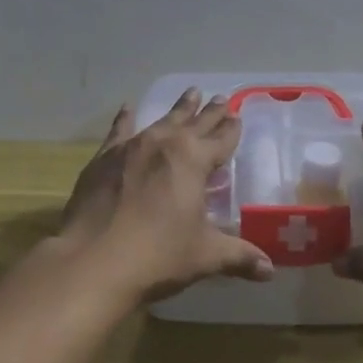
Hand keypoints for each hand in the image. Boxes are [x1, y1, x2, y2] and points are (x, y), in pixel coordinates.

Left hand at [57, 90, 274, 303]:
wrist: (92, 261)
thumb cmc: (157, 256)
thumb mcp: (204, 256)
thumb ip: (239, 257)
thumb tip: (270, 270)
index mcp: (194, 160)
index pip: (221, 140)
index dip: (231, 130)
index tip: (237, 116)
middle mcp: (165, 144)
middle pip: (194, 123)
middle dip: (209, 113)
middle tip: (220, 98)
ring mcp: (131, 148)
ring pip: (162, 121)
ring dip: (178, 110)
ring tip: (190, 93)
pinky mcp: (103, 159)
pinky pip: (119, 131)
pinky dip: (125, 118)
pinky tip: (127, 107)